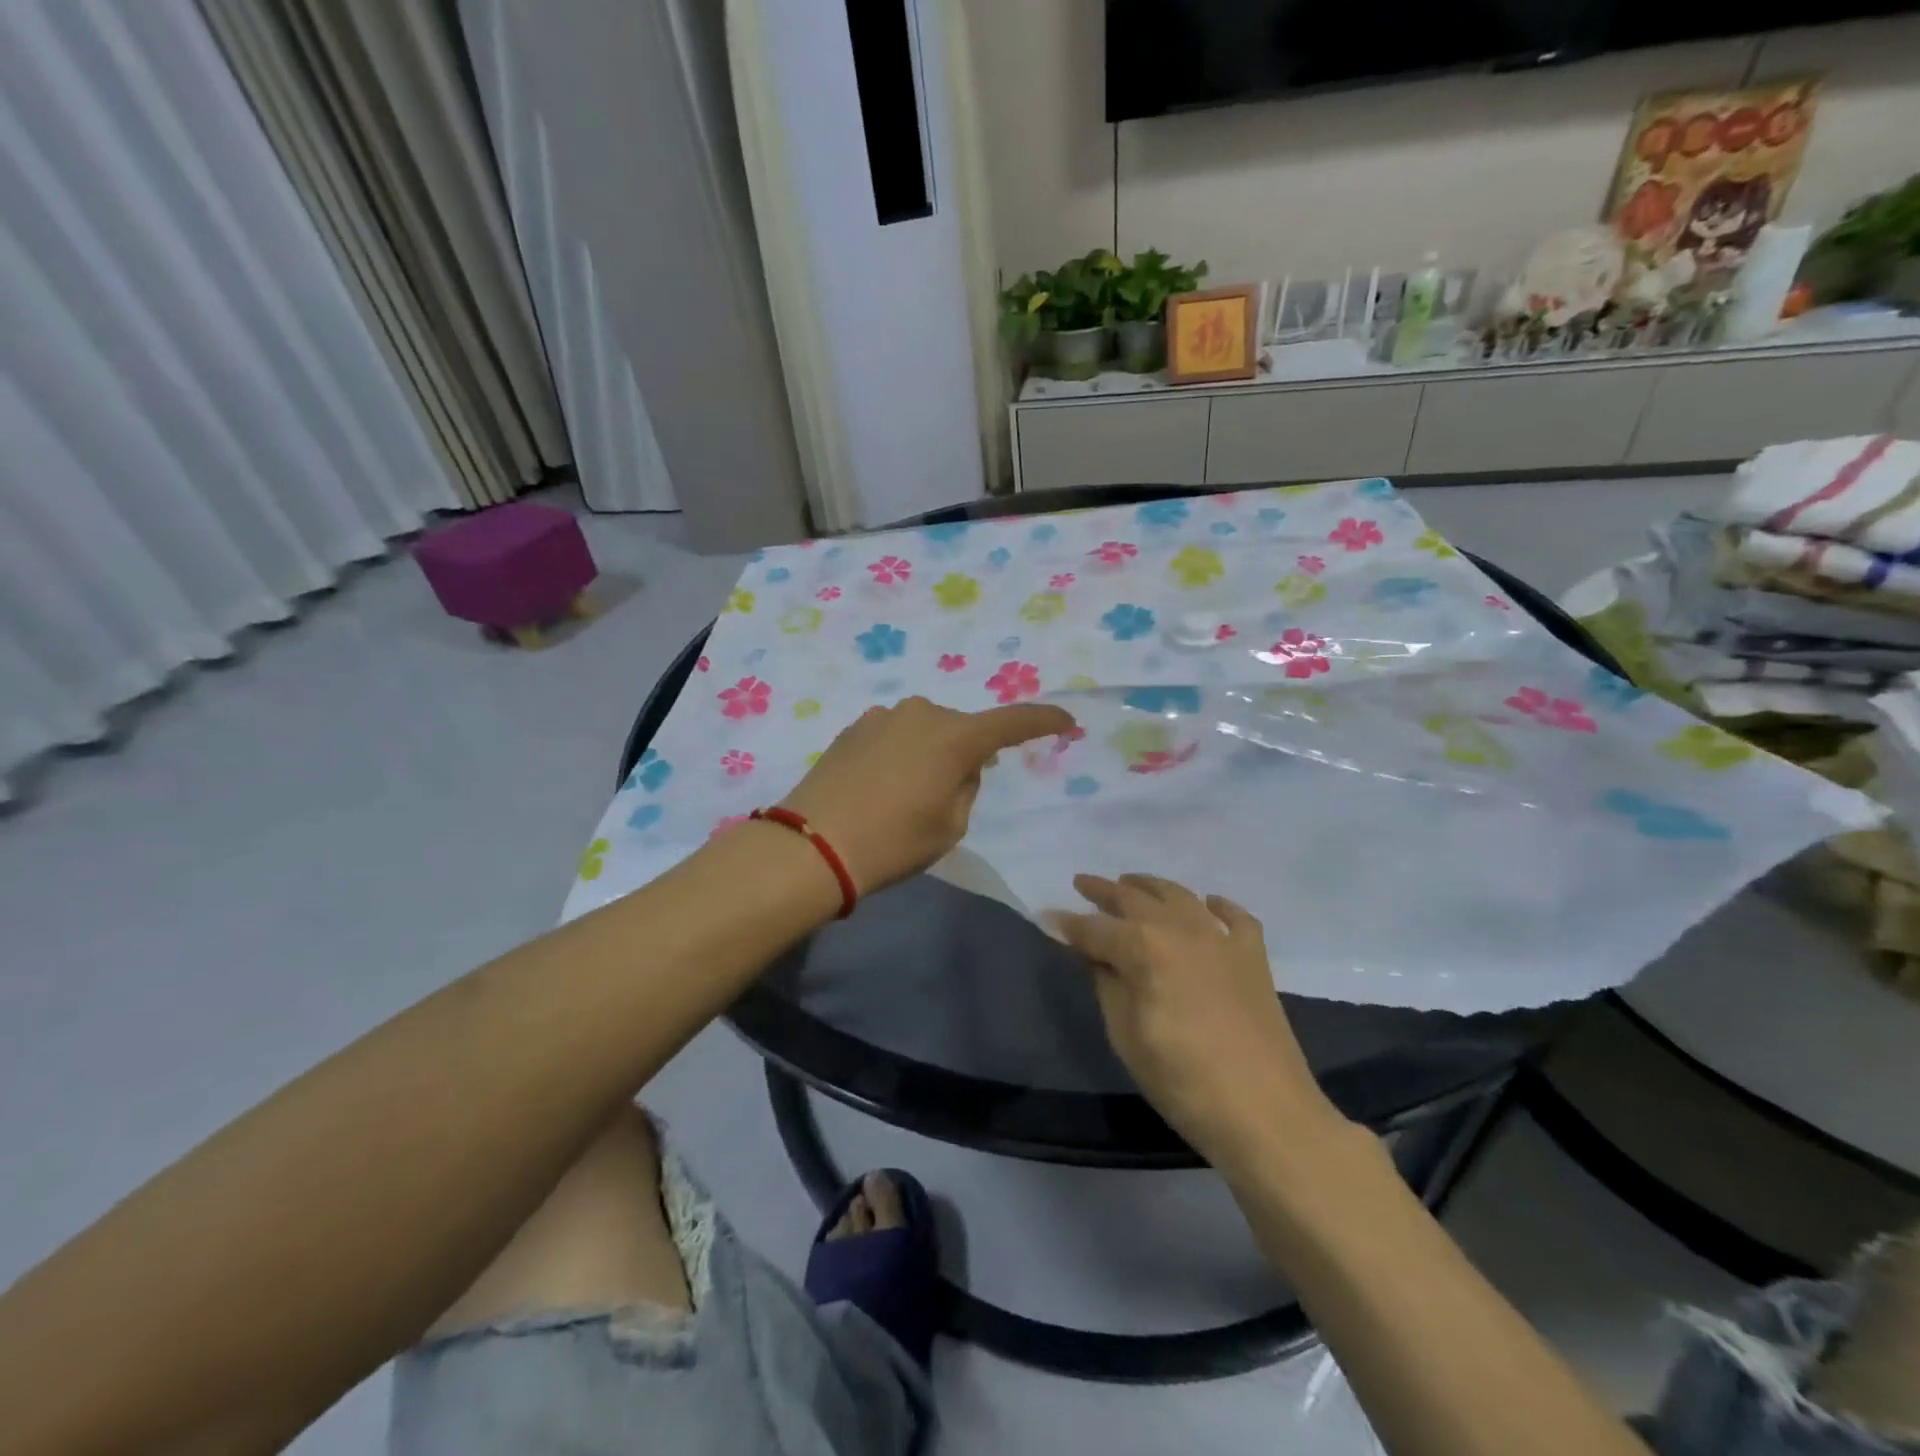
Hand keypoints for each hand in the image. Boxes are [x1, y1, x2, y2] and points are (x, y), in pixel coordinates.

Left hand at [781, 696, 1076, 894]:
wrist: (812, 845)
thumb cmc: (893, 842)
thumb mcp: (949, 826)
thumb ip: (967, 787)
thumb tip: (960, 766)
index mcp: (955, 737)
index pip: (1013, 722)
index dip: (1043, 721)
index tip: (1066, 722)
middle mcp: (923, 713)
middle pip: (964, 728)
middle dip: (970, 751)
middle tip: (957, 791)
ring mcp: (884, 716)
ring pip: (928, 729)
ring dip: (933, 750)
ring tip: (913, 791)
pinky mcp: (855, 727)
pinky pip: (896, 733)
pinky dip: (903, 751)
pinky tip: (883, 783)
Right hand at [1055, 874, 1344, 1167]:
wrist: (1266, 1113)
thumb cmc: (1182, 1080)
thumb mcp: (1126, 1036)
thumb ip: (1107, 985)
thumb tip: (1094, 955)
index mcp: (1144, 948)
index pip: (1095, 929)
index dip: (1069, 924)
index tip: (1048, 917)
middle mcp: (1180, 929)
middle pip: (1135, 900)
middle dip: (1104, 892)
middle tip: (1082, 883)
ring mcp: (1221, 939)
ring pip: (1180, 896)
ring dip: (1151, 886)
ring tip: (1131, 883)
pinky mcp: (1253, 956)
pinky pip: (1235, 917)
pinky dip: (1218, 906)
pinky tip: (1208, 904)